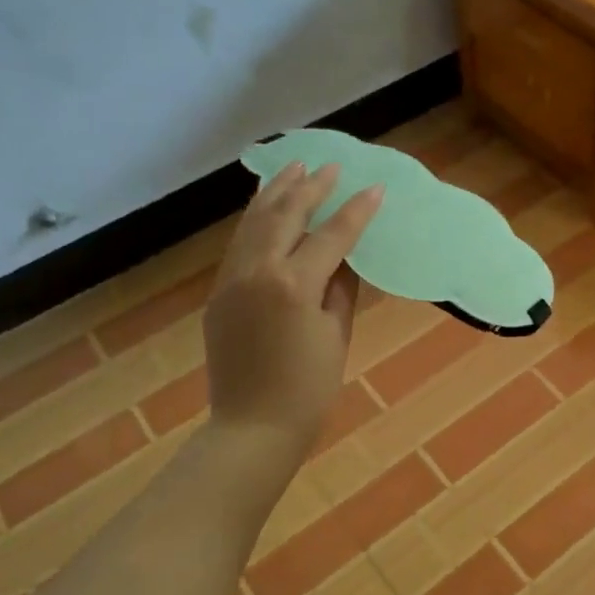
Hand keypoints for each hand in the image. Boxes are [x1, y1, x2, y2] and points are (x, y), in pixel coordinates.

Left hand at [205, 162, 382, 463]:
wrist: (253, 428)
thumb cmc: (308, 389)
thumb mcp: (337, 335)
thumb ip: (341, 289)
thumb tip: (344, 259)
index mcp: (293, 285)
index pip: (331, 236)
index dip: (356, 211)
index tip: (375, 188)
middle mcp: (257, 271)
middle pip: (286, 216)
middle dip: (311, 187)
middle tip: (331, 166)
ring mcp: (232, 280)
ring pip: (254, 223)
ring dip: (277, 193)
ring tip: (294, 168)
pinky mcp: (219, 293)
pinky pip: (240, 244)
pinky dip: (256, 220)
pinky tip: (267, 209)